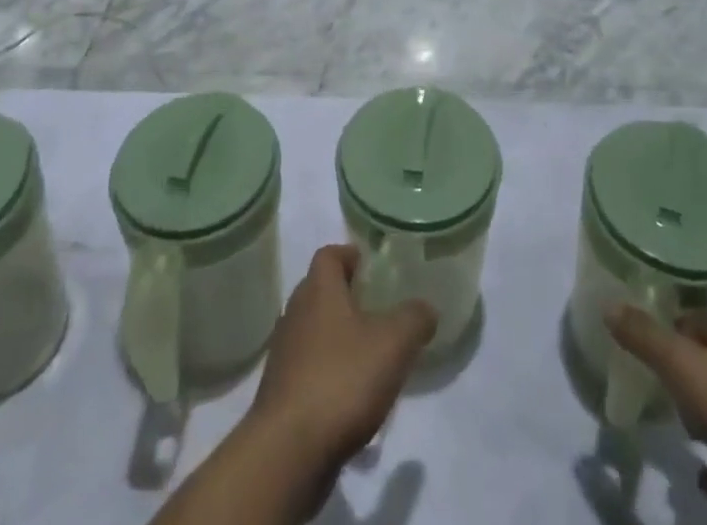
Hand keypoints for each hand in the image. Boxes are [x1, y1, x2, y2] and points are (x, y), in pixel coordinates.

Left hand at [248, 245, 436, 476]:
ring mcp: (284, 355)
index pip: (330, 254)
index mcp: (318, 290)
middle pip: (321, 291)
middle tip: (379, 312)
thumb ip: (414, 319)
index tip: (372, 268)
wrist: (288, 452)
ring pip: (315, 332)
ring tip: (371, 360)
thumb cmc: (341, 380)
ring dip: (339, 340)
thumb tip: (425, 308)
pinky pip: (309, 371)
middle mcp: (295, 313)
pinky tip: (352, 402)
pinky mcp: (281, 394)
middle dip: (348, 298)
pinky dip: (329, 376)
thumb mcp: (393, 344)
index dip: (351, 255)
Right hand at [607, 308, 706, 522]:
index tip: (637, 331)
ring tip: (666, 420)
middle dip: (682, 368)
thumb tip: (608, 304)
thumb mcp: (682, 363)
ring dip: (700, 417)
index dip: (669, 321)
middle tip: (645, 376)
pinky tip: (696, 478)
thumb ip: (644, 336)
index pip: (698, 318)